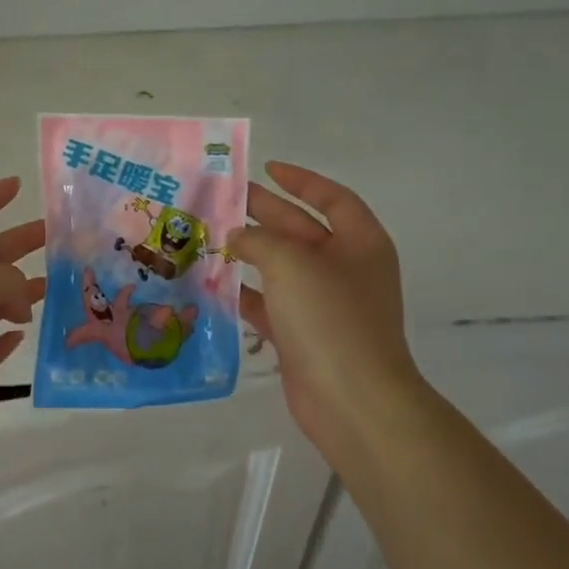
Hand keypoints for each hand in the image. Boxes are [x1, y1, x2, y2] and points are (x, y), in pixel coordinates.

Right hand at [229, 162, 421, 462]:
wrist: (352, 400)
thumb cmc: (330, 317)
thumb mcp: (292, 263)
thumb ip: (259, 241)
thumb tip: (238, 238)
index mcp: (360, 242)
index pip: (332, 198)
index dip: (301, 180)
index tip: (267, 168)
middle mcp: (346, 269)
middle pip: (301, 230)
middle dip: (264, 212)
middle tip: (222, 199)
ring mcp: (325, 305)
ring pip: (281, 268)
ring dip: (249, 253)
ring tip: (208, 237)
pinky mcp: (303, 336)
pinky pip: (271, 305)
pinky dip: (246, 294)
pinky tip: (215, 284)